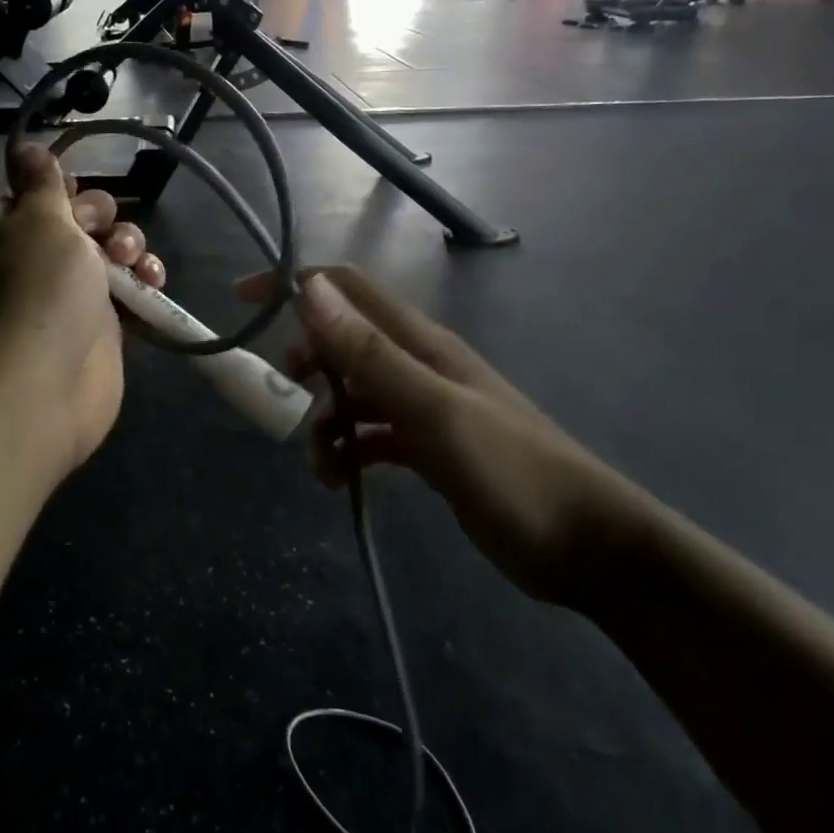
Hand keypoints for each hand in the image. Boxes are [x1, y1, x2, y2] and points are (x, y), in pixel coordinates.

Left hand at [0, 145, 165, 475]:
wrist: (45, 385)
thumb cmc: (39, 290)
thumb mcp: (39, 220)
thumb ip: (40, 182)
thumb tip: (23, 146)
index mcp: (8, 234)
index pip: (28, 197)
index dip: (56, 187)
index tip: (75, 188)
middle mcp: (36, 263)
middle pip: (77, 221)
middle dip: (101, 216)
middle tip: (102, 232)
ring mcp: (69, 297)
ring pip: (108, 253)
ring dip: (129, 246)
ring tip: (133, 261)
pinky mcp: (102, 326)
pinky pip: (129, 291)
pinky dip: (144, 281)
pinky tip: (154, 280)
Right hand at [241, 267, 648, 605]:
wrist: (589, 547)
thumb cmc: (512, 472)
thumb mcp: (434, 411)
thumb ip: (371, 353)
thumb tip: (312, 291)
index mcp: (419, 342)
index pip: (347, 288)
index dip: (295, 284)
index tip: (244, 300)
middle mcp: (417, 363)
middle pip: (342, 339)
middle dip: (306, 361)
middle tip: (290, 397)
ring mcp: (423, 405)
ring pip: (352, 390)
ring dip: (325, 417)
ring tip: (322, 464)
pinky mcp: (427, 446)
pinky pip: (369, 434)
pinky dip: (347, 449)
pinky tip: (340, 480)